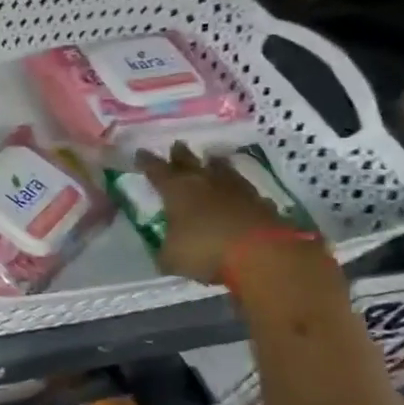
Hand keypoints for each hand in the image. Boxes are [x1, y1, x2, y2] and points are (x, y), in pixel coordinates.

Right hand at [136, 144, 289, 284]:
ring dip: (215, 165)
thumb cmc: (205, 250)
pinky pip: (246, 191)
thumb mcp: (172, 258)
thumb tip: (164, 255)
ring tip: (212, 160)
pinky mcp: (262, 203)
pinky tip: (239, 193)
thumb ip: (165, 252)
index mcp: (176, 190)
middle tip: (177, 146)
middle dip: (181, 154)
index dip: (147, 162)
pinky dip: (239, 190)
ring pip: (223, 170)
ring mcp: (237, 191)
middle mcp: (205, 182)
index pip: (156, 170)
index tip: (141, 153)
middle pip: (190, 162)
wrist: (263, 254)